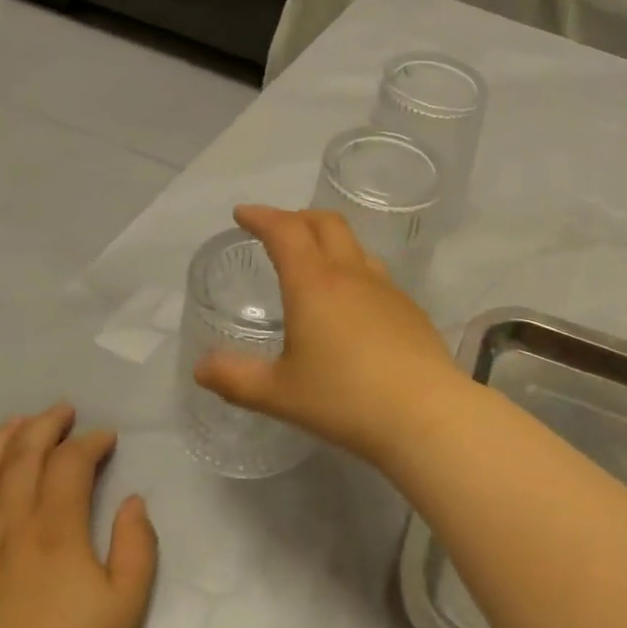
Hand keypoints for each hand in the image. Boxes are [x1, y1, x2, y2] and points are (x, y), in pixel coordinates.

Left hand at [0, 405, 156, 627]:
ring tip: (14, 424)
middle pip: (21, 457)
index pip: (70, 464)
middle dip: (44, 427)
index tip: (106, 439)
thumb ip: (137, 544)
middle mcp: (6, 527)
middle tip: (62, 413)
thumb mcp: (128, 604)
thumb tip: (133, 502)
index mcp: (56, 530)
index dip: (90, 442)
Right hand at [194, 204, 470, 462]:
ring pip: (355, 247)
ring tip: (313, 262)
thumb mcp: (279, 393)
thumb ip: (235, 378)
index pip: (285, 231)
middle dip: (297, 217)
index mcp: (314, 283)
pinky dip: (353, 271)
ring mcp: (387, 289)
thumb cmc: (344, 399)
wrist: (425, 413)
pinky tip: (350, 305)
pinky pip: (375, 275)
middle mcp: (352, 275)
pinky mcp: (410, 309)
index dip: (261, 216)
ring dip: (329, 241)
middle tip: (276, 229)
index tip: (243, 214)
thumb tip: (201, 367)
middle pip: (326, 223)